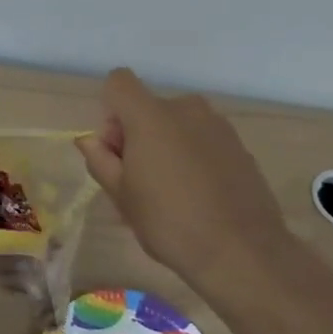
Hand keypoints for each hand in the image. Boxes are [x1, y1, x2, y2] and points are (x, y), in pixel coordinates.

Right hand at [76, 68, 293, 293]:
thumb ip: (100, 160)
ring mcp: (218, 125)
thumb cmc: (169, 222)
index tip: (116, 150)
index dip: (110, 111)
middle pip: (148, 107)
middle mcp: (186, 108)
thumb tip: (90, 141)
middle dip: (137, 135)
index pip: (119, 82)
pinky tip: (198, 196)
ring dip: (166, 146)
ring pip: (177, 124)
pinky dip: (193, 157)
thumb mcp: (121, 196)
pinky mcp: (240, 146)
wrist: (242, 252)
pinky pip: (202, 140)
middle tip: (138, 181)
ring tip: (170, 192)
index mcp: (150, 115)